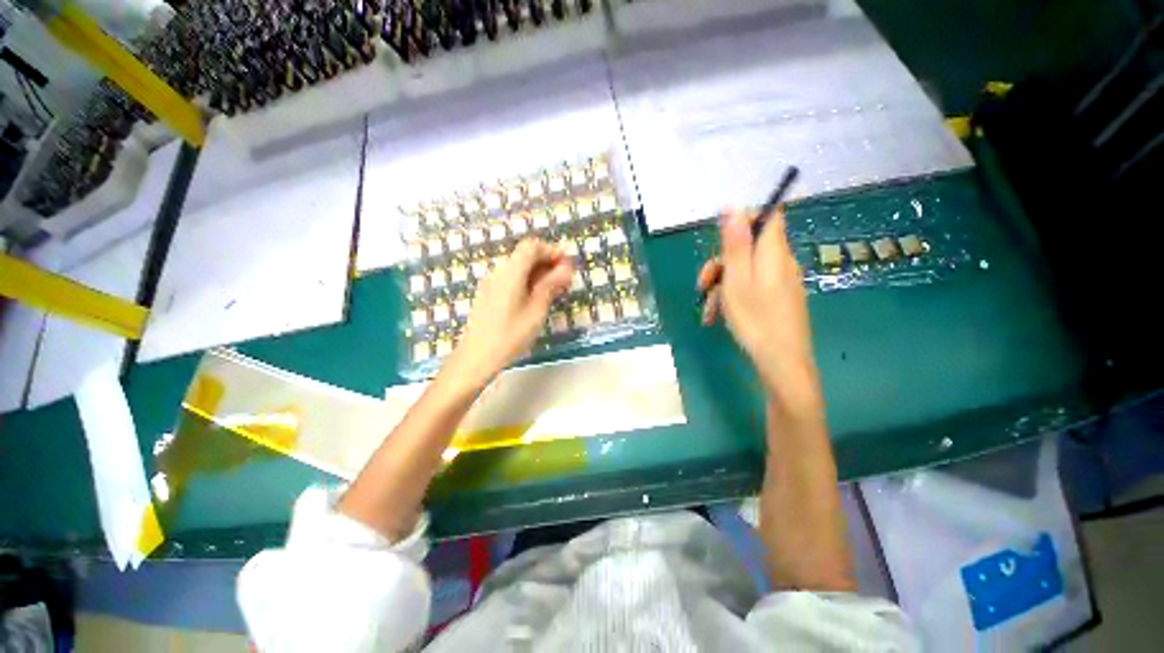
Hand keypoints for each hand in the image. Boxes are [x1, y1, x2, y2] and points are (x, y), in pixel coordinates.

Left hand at [446, 239, 572, 386]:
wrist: (475, 358)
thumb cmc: (509, 336)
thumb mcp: (536, 311)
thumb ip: (550, 286)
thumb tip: (566, 268)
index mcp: (511, 272)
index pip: (532, 246)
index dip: (551, 251)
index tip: (567, 265)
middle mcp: (499, 271)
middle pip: (524, 255)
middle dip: (547, 263)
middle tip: (565, 281)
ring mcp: (491, 283)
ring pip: (518, 267)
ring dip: (538, 273)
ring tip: (554, 292)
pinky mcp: (488, 294)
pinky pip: (510, 279)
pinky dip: (526, 282)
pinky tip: (535, 299)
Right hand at [697, 207, 819, 409]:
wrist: (781, 360)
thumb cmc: (755, 319)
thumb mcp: (736, 278)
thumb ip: (735, 243)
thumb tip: (733, 207)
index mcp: (773, 251)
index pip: (767, 215)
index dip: (742, 222)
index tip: (720, 245)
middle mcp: (781, 261)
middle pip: (749, 247)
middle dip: (721, 264)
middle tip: (702, 286)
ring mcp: (781, 281)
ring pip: (746, 270)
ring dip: (722, 286)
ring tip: (708, 312)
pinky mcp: (779, 298)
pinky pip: (752, 287)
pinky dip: (734, 297)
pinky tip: (719, 316)